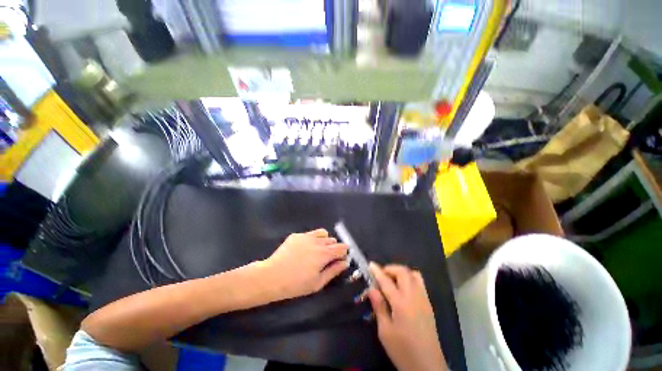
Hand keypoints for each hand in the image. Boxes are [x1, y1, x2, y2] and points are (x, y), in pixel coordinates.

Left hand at [261, 229, 348, 300]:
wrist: (272, 276)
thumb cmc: (296, 284)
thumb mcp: (318, 283)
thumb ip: (334, 271)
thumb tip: (345, 263)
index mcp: (325, 253)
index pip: (342, 247)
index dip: (343, 253)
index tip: (339, 260)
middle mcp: (318, 241)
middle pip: (333, 240)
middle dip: (333, 248)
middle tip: (325, 259)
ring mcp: (306, 236)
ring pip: (323, 233)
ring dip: (324, 241)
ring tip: (317, 251)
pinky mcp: (296, 235)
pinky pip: (310, 234)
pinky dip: (312, 239)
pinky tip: (303, 250)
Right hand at [368, 263, 446, 370]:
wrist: (428, 367)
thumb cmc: (403, 351)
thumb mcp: (385, 332)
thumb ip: (379, 307)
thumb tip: (372, 289)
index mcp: (401, 303)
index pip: (387, 281)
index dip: (377, 271)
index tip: (371, 264)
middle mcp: (414, 297)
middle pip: (403, 272)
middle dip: (390, 269)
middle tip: (381, 275)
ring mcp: (424, 299)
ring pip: (414, 275)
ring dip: (401, 272)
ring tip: (392, 280)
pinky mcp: (429, 304)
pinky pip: (420, 283)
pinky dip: (410, 279)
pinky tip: (403, 290)